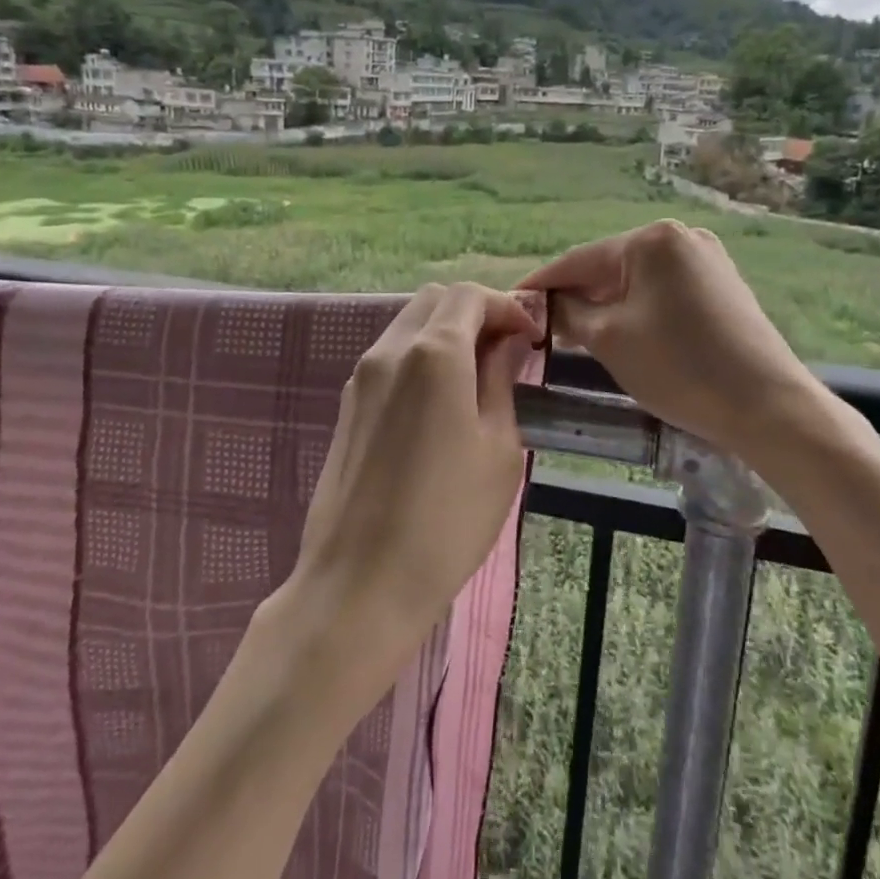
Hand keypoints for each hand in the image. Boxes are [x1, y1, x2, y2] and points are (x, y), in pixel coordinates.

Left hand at [282, 283, 538, 678]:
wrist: (360, 582)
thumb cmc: (447, 519)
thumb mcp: (498, 448)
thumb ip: (501, 381)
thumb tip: (507, 343)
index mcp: (434, 353)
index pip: (471, 296)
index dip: (507, 307)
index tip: (531, 340)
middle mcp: (391, 350)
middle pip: (435, 299)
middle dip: (476, 311)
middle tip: (506, 351)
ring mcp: (362, 375)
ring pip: (408, 323)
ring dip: (446, 332)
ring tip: (477, 376)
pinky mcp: (348, 403)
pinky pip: (390, 355)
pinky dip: (421, 354)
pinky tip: (440, 400)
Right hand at [518, 220, 807, 459]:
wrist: (768, 406)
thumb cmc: (679, 366)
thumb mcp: (610, 339)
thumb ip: (569, 312)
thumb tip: (546, 304)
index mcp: (652, 239)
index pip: (579, 260)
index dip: (542, 284)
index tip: (511, 302)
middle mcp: (681, 237)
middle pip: (609, 267)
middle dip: (576, 296)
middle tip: (541, 326)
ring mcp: (707, 260)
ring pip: (637, 281)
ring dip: (605, 305)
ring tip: (574, 333)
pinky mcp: (722, 286)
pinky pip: (663, 292)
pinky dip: (637, 310)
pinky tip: (621, 333)